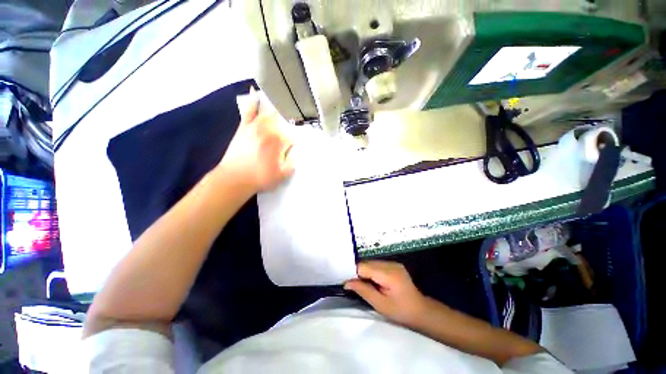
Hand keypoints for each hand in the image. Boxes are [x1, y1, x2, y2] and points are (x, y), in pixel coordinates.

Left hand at [219, 91, 294, 192]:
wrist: (234, 178)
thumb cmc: (261, 178)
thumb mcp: (283, 174)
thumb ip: (293, 161)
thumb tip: (297, 149)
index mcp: (279, 141)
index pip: (293, 135)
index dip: (297, 140)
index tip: (297, 145)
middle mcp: (268, 129)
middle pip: (283, 120)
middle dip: (290, 119)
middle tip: (295, 119)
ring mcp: (255, 125)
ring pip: (269, 112)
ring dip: (277, 106)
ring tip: (283, 99)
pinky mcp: (244, 126)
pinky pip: (249, 110)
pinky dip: (253, 101)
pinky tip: (255, 92)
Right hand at [344, 261, 427, 326]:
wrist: (421, 311)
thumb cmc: (400, 311)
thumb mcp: (380, 305)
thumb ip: (363, 290)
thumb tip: (347, 282)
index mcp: (388, 274)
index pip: (364, 266)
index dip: (354, 274)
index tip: (348, 283)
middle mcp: (390, 264)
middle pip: (367, 263)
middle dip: (359, 273)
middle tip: (356, 286)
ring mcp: (393, 263)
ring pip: (371, 263)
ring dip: (365, 272)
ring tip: (366, 285)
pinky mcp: (395, 264)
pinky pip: (378, 264)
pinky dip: (372, 271)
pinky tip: (375, 281)